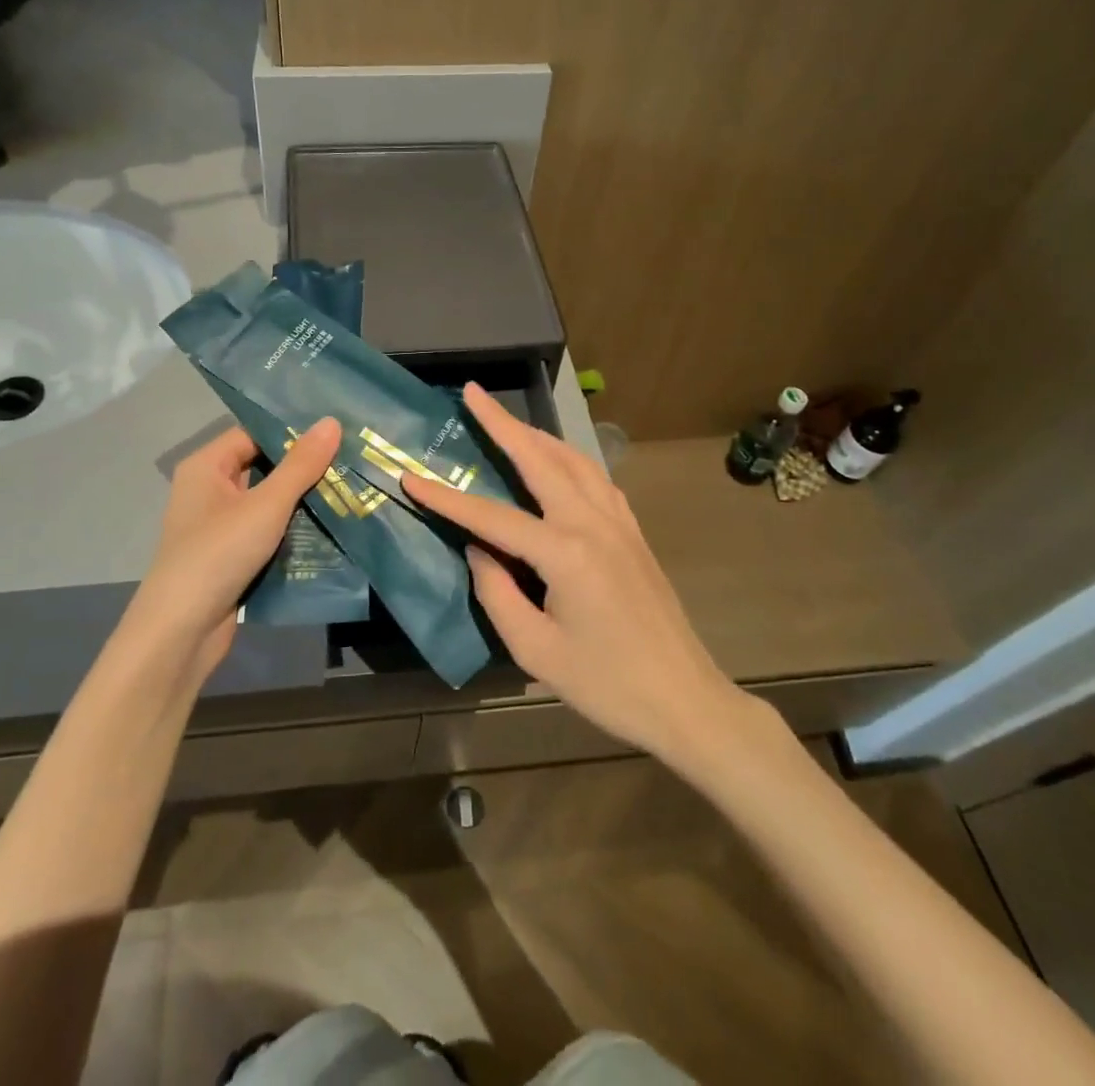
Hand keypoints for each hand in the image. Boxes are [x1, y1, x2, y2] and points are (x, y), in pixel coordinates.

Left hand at [122, 418, 341, 685]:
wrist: (181, 632)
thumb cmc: (218, 554)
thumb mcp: (266, 505)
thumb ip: (301, 465)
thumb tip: (331, 422)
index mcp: (207, 467)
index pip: (254, 434)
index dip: (292, 432)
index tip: (337, 431)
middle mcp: (209, 490)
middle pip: (263, 467)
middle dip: (304, 468)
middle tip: (350, 460)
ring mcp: (219, 526)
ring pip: (268, 503)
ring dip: (303, 502)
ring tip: (349, 490)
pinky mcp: (231, 556)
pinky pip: (266, 532)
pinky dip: (292, 531)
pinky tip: (330, 529)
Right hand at [403, 385, 749, 764]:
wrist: (684, 699)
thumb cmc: (606, 684)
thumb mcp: (536, 650)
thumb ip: (498, 593)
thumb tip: (480, 551)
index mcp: (566, 552)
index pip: (493, 516)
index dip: (447, 499)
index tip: (410, 477)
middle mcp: (593, 523)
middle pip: (541, 459)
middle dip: (503, 423)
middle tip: (473, 394)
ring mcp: (619, 523)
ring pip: (574, 460)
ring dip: (537, 435)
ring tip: (507, 420)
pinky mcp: (633, 533)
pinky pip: (596, 480)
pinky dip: (569, 459)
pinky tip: (557, 462)